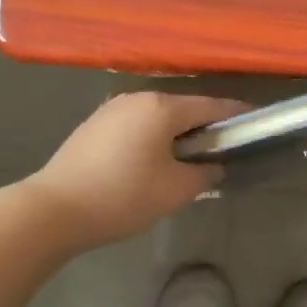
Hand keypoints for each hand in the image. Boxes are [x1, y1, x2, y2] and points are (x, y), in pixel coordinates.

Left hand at [32, 92, 247, 248]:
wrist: (53, 209)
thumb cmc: (122, 196)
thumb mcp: (175, 191)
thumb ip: (204, 174)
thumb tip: (214, 166)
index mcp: (162, 107)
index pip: (211, 106)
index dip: (235, 115)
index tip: (253, 123)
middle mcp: (138, 97)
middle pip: (183, 108)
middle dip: (203, 126)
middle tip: (219, 150)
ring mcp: (112, 108)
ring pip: (157, 116)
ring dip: (175, 132)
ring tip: (185, 158)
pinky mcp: (94, 124)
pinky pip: (135, 123)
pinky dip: (151, 136)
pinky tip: (150, 160)